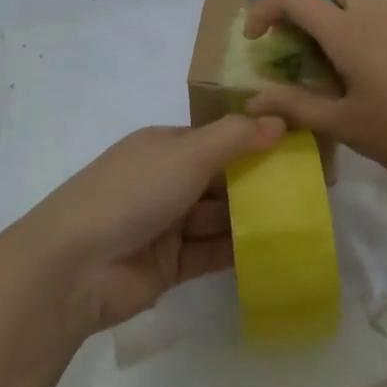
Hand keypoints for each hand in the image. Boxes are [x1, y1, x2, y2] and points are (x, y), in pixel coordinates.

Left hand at [22, 116, 284, 332]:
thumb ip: (235, 138)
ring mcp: (166, 224)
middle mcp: (165, 181)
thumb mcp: (186, 154)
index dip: (255, 142)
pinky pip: (211, 253)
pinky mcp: (169, 265)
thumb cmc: (132, 193)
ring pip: (219, 217)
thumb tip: (279, 120)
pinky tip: (276, 251)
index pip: (217, 139)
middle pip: (221, 179)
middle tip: (311, 188)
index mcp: (163, 146)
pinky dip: (239, 251)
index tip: (297, 149)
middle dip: (260, 182)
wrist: (75, 267)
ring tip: (302, 219)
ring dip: (253, 217)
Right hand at [243, 0, 386, 198]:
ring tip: (319, 44)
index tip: (254, 38)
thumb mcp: (344, 125)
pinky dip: (354, 13)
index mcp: (350, 31)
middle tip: (290, 29)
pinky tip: (355, 61)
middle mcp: (374, 13)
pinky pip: (377, 5)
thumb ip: (295, 107)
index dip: (265, 7)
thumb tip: (251, 101)